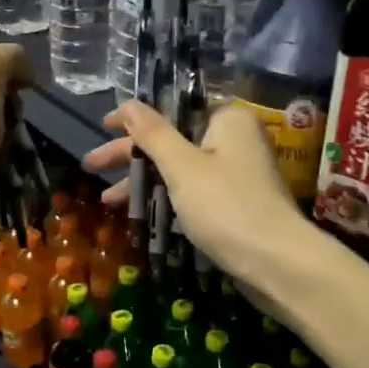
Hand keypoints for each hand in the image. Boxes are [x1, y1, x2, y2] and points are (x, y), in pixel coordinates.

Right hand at [83, 101, 315, 284]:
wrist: (277, 264)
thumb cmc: (226, 206)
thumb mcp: (182, 167)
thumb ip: (153, 134)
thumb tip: (128, 103)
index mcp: (227, 120)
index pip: (172, 109)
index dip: (134, 120)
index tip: (103, 127)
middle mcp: (235, 141)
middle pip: (173, 140)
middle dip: (132, 156)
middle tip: (92, 166)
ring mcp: (237, 174)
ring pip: (180, 170)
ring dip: (144, 182)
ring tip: (106, 200)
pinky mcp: (236, 204)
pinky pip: (193, 193)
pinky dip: (166, 199)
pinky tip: (140, 213)